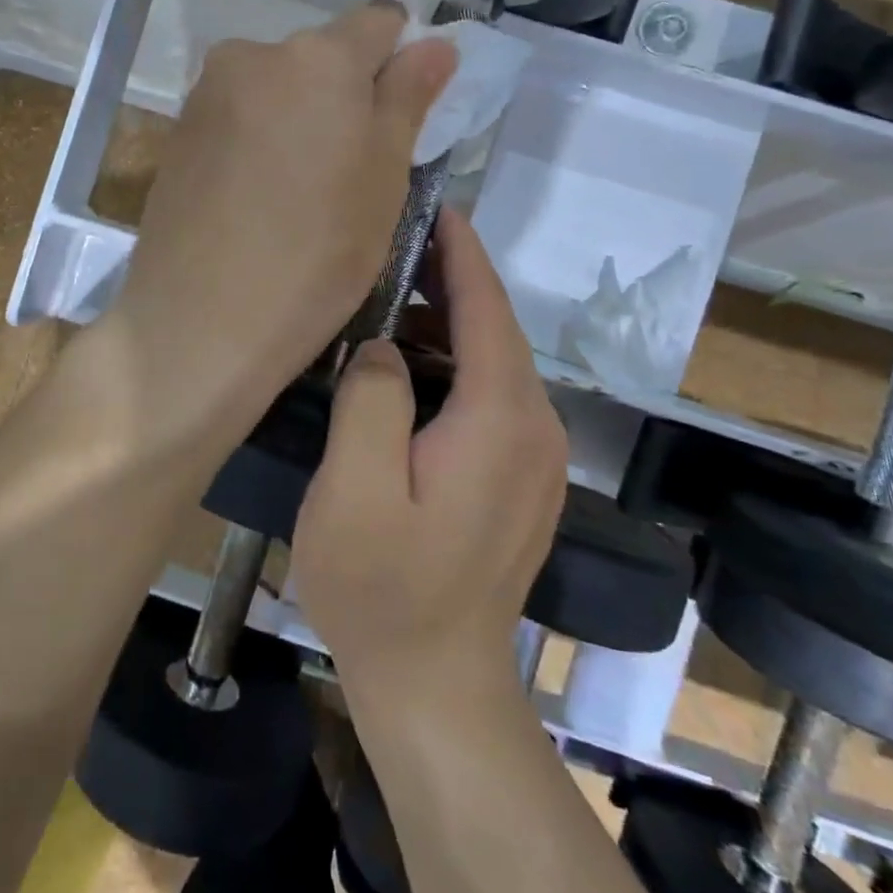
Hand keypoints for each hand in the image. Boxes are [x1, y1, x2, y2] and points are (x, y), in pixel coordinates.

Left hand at [99, 2, 454, 463]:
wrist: (198, 321)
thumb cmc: (318, 254)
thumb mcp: (385, 179)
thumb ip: (408, 98)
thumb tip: (434, 43)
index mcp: (319, 57)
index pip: (380, 22)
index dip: (402, 60)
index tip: (403, 116)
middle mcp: (254, 54)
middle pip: (322, 56)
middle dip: (346, 95)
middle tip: (355, 171)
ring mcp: (206, 93)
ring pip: (278, 88)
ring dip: (300, 118)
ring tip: (302, 193)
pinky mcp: (177, 133)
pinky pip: (239, 117)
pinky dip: (260, 140)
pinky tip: (258, 199)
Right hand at [292, 209, 566, 697]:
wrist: (436, 687)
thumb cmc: (382, 588)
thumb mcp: (355, 489)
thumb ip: (371, 398)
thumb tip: (383, 346)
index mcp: (501, 418)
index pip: (486, 307)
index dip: (459, 251)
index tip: (429, 205)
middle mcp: (536, 428)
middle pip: (494, 329)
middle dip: (447, 281)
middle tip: (388, 247)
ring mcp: (536, 458)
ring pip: (492, 363)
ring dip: (445, 326)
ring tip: (384, 304)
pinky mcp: (521, 480)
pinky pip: (492, 397)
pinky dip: (452, 366)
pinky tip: (405, 371)